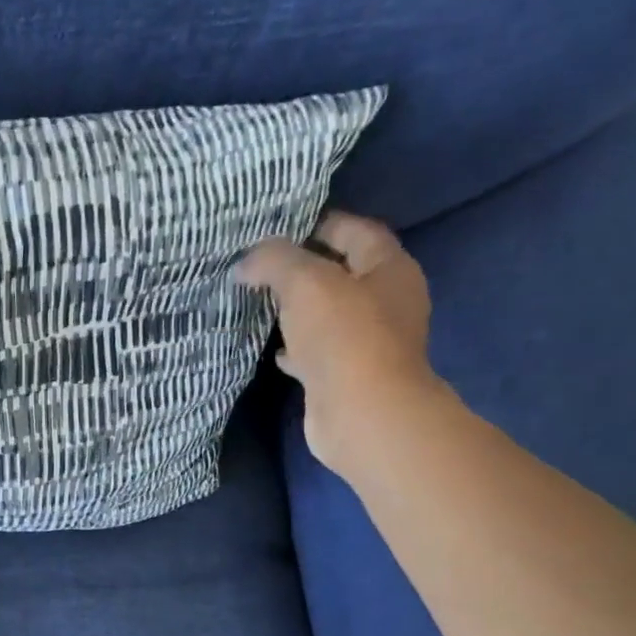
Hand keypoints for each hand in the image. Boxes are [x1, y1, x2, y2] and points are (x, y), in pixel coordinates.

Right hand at [236, 212, 438, 472]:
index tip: (281, 225)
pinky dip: (297, 348)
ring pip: (329, 315)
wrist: (361, 413)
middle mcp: (387, 303)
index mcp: (390, 270)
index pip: (357, 232)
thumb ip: (274, 260)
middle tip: (262, 264)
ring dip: (299, 309)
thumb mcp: (304, 282)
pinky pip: (319, 352)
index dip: (322, 222)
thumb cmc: (343, 336)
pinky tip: (274, 350)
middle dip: (305, 268)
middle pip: (343, 273)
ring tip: (260, 302)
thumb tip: (246, 263)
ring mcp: (369, 343)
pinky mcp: (348, 376)